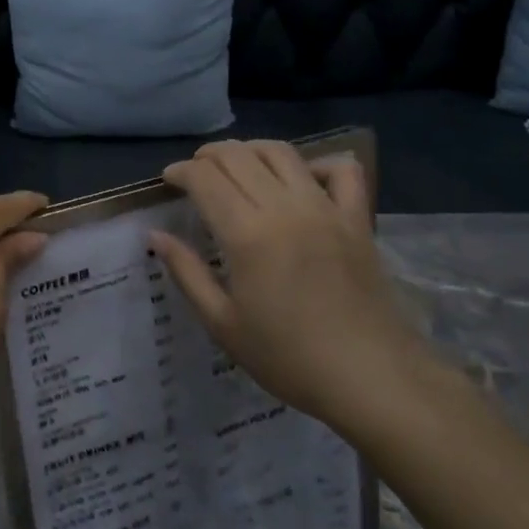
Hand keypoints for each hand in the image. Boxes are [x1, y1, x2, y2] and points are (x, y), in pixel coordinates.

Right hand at [149, 141, 425, 438]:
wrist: (371, 378)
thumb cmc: (288, 357)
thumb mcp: (222, 323)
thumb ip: (187, 273)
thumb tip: (156, 235)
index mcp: (246, 234)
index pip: (205, 178)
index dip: (181, 171)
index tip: (168, 181)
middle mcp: (284, 208)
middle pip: (239, 156)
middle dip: (208, 156)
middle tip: (195, 172)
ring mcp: (325, 209)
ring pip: (282, 153)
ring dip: (251, 150)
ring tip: (236, 165)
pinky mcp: (357, 219)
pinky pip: (341, 171)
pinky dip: (317, 164)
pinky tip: (302, 180)